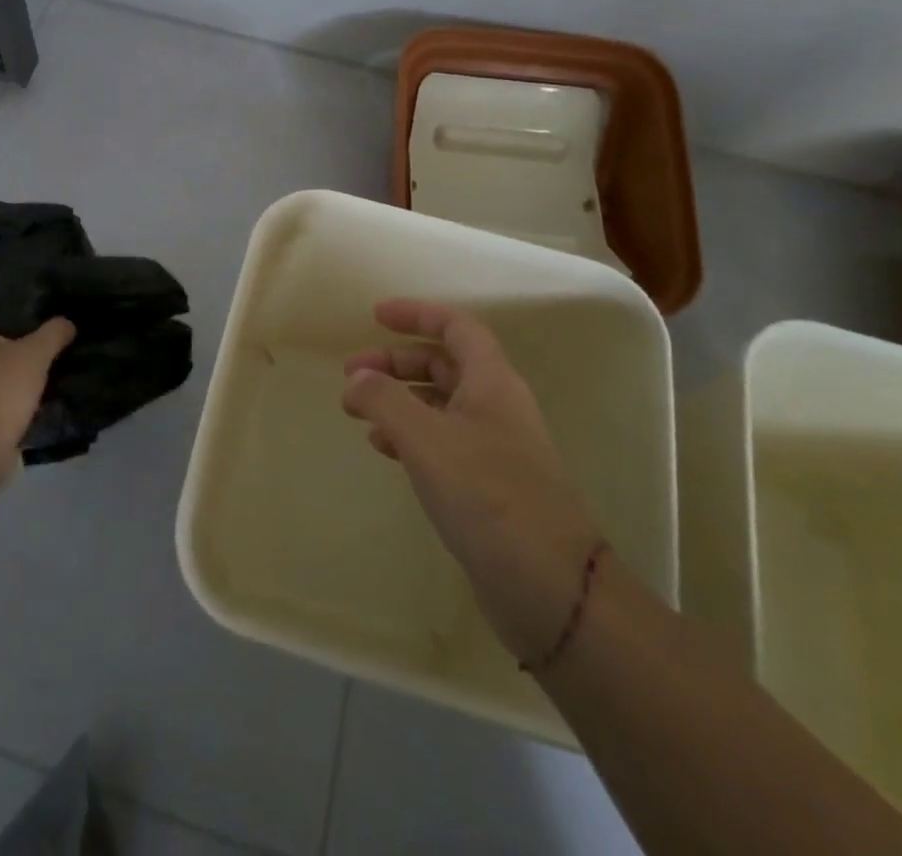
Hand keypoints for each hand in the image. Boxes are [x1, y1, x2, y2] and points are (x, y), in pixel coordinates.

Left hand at [0, 311, 74, 478]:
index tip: (30, 303)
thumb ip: (53, 332)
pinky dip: (9, 392)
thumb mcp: (35, 354)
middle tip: (46, 330)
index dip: (2, 302)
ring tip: (46, 361)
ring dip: (13, 366)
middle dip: (13, 335)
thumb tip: (66, 323)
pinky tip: (35, 392)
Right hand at [342, 299, 604, 662]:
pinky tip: (384, 449)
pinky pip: (442, 441)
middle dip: (395, 362)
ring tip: (358, 411)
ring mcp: (495, 448)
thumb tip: (356, 379)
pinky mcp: (488, 485)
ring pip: (439, 404)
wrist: (551, 587)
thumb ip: (384, 400)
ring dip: (398, 399)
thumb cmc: (488, 495)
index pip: (455, 327)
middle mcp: (496, 407)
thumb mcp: (426, 439)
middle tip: (351, 373)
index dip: (416, 313)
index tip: (375, 316)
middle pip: (443, 364)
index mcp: (492, 382)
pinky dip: (409, 435)